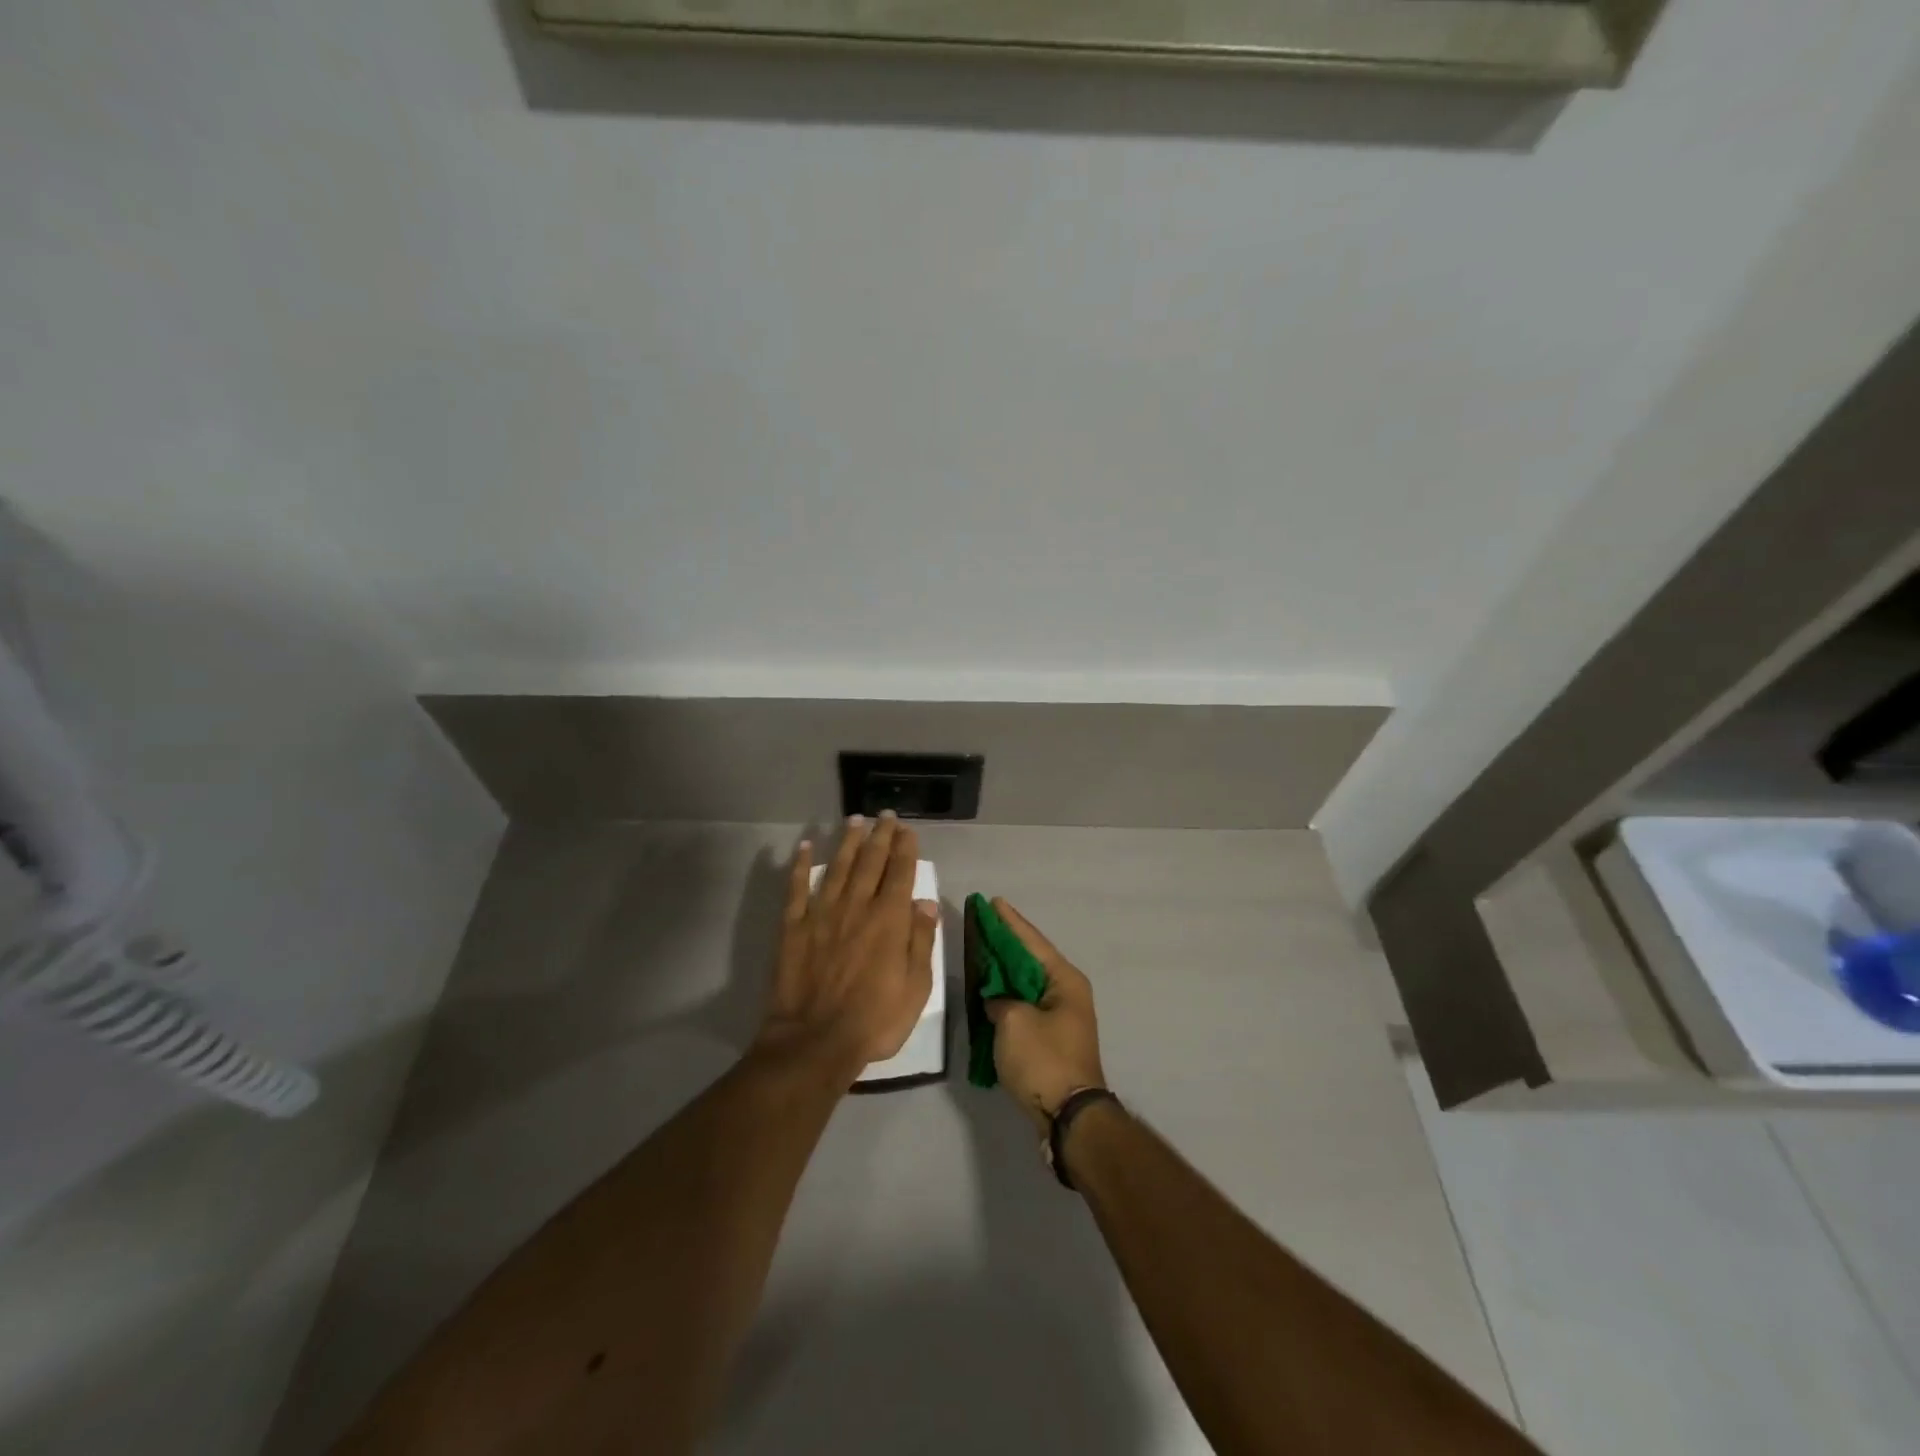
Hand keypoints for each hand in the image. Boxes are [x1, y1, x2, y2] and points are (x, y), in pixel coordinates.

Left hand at [757, 812, 938, 1082]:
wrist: (815, 1042)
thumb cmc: (874, 1020)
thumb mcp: (916, 987)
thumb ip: (920, 941)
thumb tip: (925, 903)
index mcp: (888, 920)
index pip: (899, 873)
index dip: (904, 848)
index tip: (907, 829)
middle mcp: (856, 906)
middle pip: (870, 862)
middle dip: (880, 835)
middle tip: (885, 815)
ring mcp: (822, 914)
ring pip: (838, 867)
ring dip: (848, 841)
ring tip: (855, 819)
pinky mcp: (794, 927)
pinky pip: (797, 888)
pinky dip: (801, 865)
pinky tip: (806, 846)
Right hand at [983, 899, 1105, 1127]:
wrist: (1069, 1117)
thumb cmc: (1043, 1060)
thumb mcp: (1013, 1022)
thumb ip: (999, 1000)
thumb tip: (998, 1003)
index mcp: (1065, 980)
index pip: (1032, 941)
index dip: (1010, 921)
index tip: (993, 901)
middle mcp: (1067, 992)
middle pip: (1030, 959)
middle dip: (1005, 942)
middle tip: (982, 922)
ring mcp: (1061, 1016)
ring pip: (1027, 983)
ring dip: (1004, 969)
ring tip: (981, 950)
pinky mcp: (1052, 1038)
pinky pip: (1025, 1004)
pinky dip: (1007, 995)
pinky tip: (988, 990)